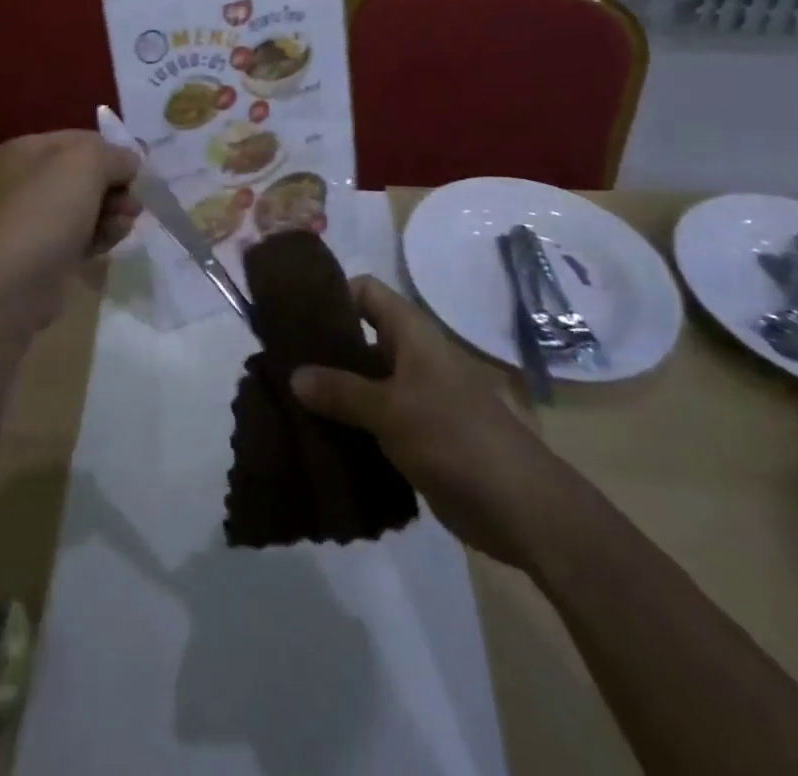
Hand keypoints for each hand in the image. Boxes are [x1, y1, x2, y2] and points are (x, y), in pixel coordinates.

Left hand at [0, 130, 140, 307]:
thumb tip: (129, 162)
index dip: (112, 151)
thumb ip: (115, 155)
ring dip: (112, 213)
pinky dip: (99, 236)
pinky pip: (80, 236)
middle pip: (84, 175)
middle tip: (132, 204)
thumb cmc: (46, 210)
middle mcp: (21, 182)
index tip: (139, 169)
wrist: (12, 284)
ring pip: (86, 207)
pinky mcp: (42, 254)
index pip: (79, 140)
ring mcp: (30, 220)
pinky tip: (110, 243)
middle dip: (115, 187)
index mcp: (22, 152)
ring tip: (123, 225)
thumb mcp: (86, 163)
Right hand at [290, 276, 574, 566]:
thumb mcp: (390, 409)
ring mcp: (415, 397)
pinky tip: (316, 438)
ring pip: (364, 382)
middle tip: (279, 363)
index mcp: (412, 334)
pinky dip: (349, 424)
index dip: (332, 295)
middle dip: (323, 350)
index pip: (366, 292)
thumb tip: (293, 375)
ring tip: (288, 402)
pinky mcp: (417, 435)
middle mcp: (412, 357)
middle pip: (360, 337)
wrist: (518, 505)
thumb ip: (340, 390)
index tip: (294, 314)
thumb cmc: (453, 437)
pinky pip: (373, 419)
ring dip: (332, 392)